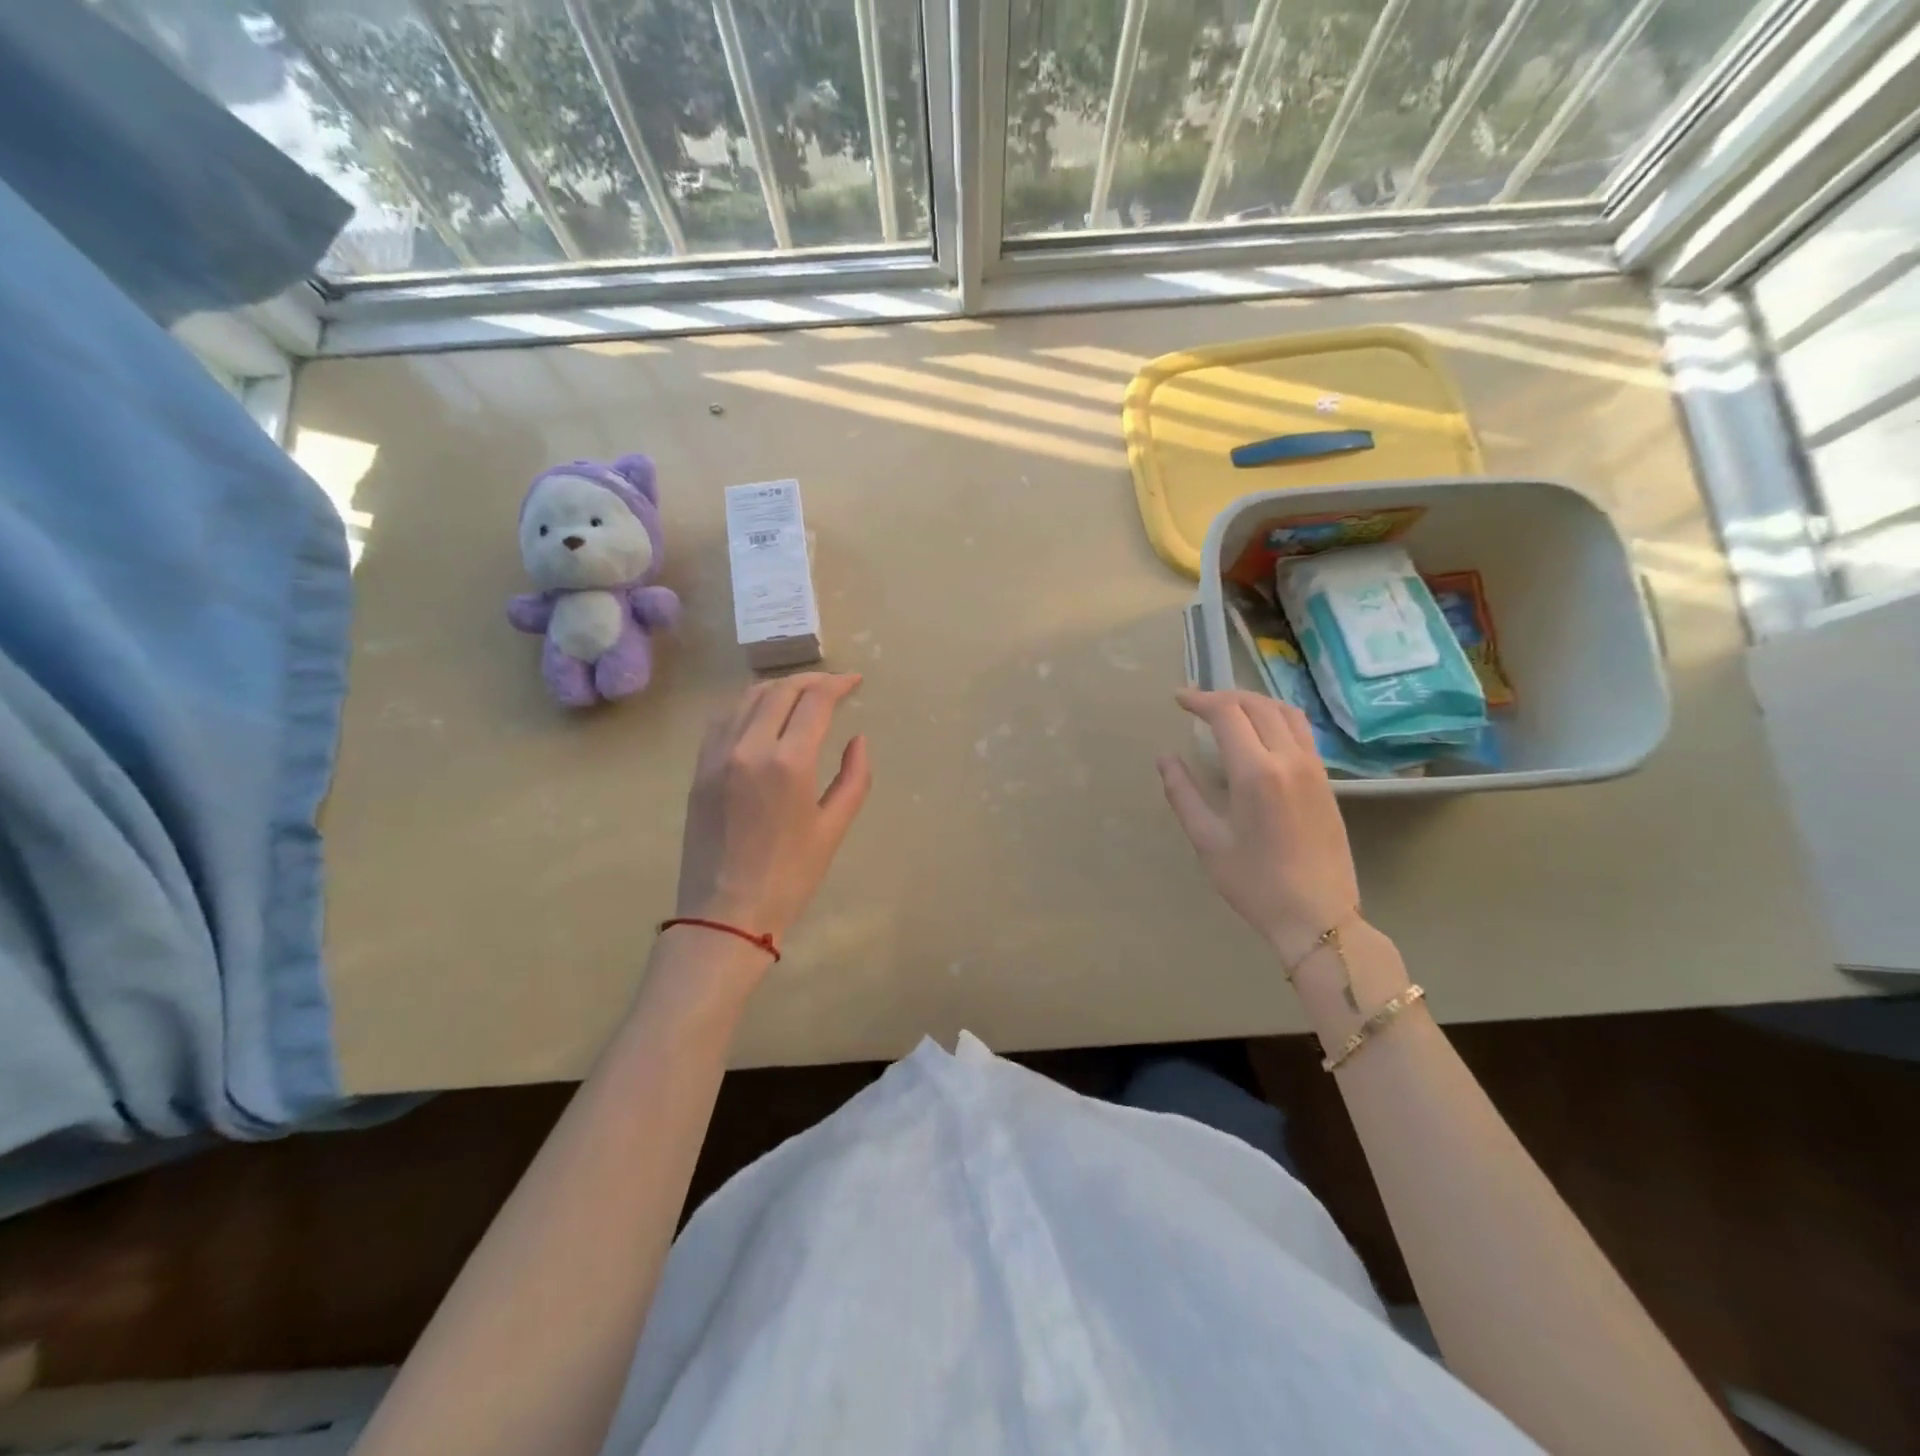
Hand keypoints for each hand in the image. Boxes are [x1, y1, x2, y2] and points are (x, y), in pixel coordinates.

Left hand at [675, 673, 870, 940]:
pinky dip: (748, 705)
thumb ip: (853, 778)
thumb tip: (858, 739)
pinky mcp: (699, 768)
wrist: (724, 913)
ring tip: (801, 694)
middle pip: (779, 691)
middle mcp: (748, 747)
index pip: (814, 701)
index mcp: (787, 763)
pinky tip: (763, 714)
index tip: (855, 683)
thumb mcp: (832, 829)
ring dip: (779, 688)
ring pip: (747, 698)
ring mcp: (717, 755)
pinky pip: (723, 719)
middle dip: (811, 680)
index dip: (837, 685)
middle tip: (834, 686)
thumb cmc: (789, 877)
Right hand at [1157, 689, 1359, 962]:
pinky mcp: (1325, 781)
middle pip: (1257, 705)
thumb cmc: (1254, 883)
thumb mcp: (1207, 840)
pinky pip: (1301, 731)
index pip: (1228, 714)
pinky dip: (1276, 717)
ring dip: (1253, 701)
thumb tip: (1165, 758)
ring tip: (1228, 709)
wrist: (1318, 916)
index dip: (1200, 700)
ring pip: (1285, 712)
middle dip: (1224, 696)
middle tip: (1197, 703)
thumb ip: (1183, 793)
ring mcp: (1313, 768)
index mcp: (1256, 772)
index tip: (1178, 699)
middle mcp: (1289, 759)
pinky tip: (1260, 732)